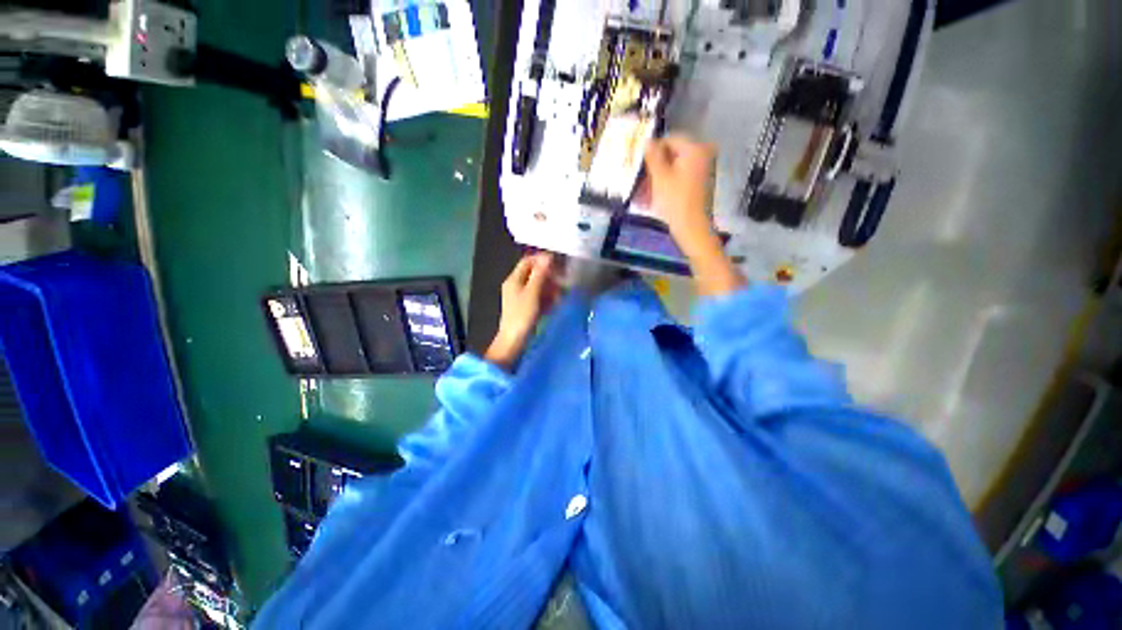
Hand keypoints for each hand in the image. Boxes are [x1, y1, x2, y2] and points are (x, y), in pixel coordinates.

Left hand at [485, 253, 560, 369]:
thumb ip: (540, 275)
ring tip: (560, 296)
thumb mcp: (532, 293)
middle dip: (549, 276)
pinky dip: (547, 298)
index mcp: (514, 279)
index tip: (557, 264)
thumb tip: (547, 256)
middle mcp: (516, 285)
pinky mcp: (526, 307)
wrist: (513, 341)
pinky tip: (555, 304)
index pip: (528, 261)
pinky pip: (538, 297)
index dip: (542, 260)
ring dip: (550, 288)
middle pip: (534, 274)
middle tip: (562, 282)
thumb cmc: (522, 316)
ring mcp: (520, 297)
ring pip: (538, 286)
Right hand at [643, 135, 717, 252]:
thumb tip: (648, 141)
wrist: (692, 228)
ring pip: (673, 170)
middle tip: (638, 181)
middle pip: (672, 155)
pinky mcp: (699, 185)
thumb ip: (653, 156)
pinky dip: (665, 187)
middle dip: (653, 169)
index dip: (652, 150)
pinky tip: (650, 199)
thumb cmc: (675, 201)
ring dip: (656, 180)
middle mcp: (703, 155)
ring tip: (641, 194)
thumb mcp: (659, 177)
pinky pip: (678, 180)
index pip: (670, 139)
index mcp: (695, 149)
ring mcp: (702, 171)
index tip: (639, 164)